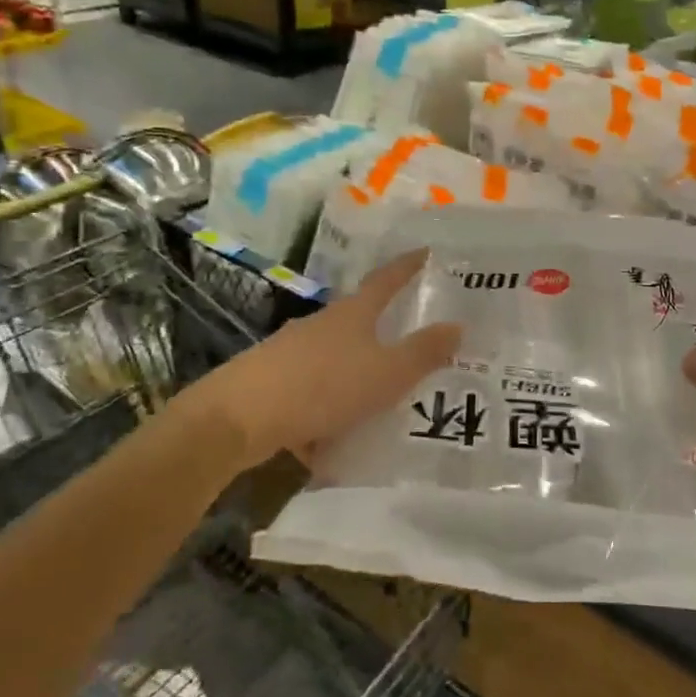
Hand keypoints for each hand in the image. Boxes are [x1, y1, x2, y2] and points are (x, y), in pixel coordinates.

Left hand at [189, 249, 462, 466]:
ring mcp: (291, 351)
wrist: (238, 417)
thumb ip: (423, 353)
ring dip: (354, 378)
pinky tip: (331, 443)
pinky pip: (311, 393)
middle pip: (358, 320)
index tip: (427, 253)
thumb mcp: (385, 374)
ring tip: (377, 406)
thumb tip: (458, 325)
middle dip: (383, 332)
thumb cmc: (322, 386)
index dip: (408, 267)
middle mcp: (320, 325)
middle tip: (411, 346)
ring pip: (334, 361)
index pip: (387, 280)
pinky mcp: (270, 381)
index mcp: (352, 314)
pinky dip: (326, 412)